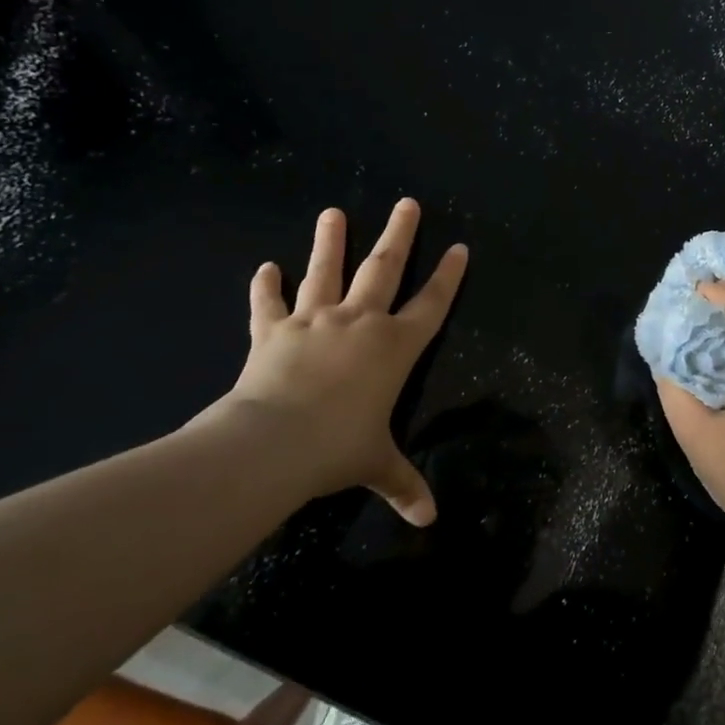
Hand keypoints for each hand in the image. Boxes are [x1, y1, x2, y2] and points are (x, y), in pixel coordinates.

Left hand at [210, 199, 467, 522]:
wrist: (272, 442)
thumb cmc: (338, 448)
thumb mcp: (377, 465)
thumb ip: (404, 484)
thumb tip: (429, 520)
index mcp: (394, 347)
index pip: (432, 304)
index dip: (448, 276)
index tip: (459, 247)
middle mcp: (359, 323)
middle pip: (384, 269)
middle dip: (399, 235)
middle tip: (407, 203)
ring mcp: (314, 322)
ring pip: (326, 272)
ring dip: (330, 242)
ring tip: (332, 213)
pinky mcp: (273, 332)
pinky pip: (269, 305)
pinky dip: (266, 287)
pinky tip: (265, 268)